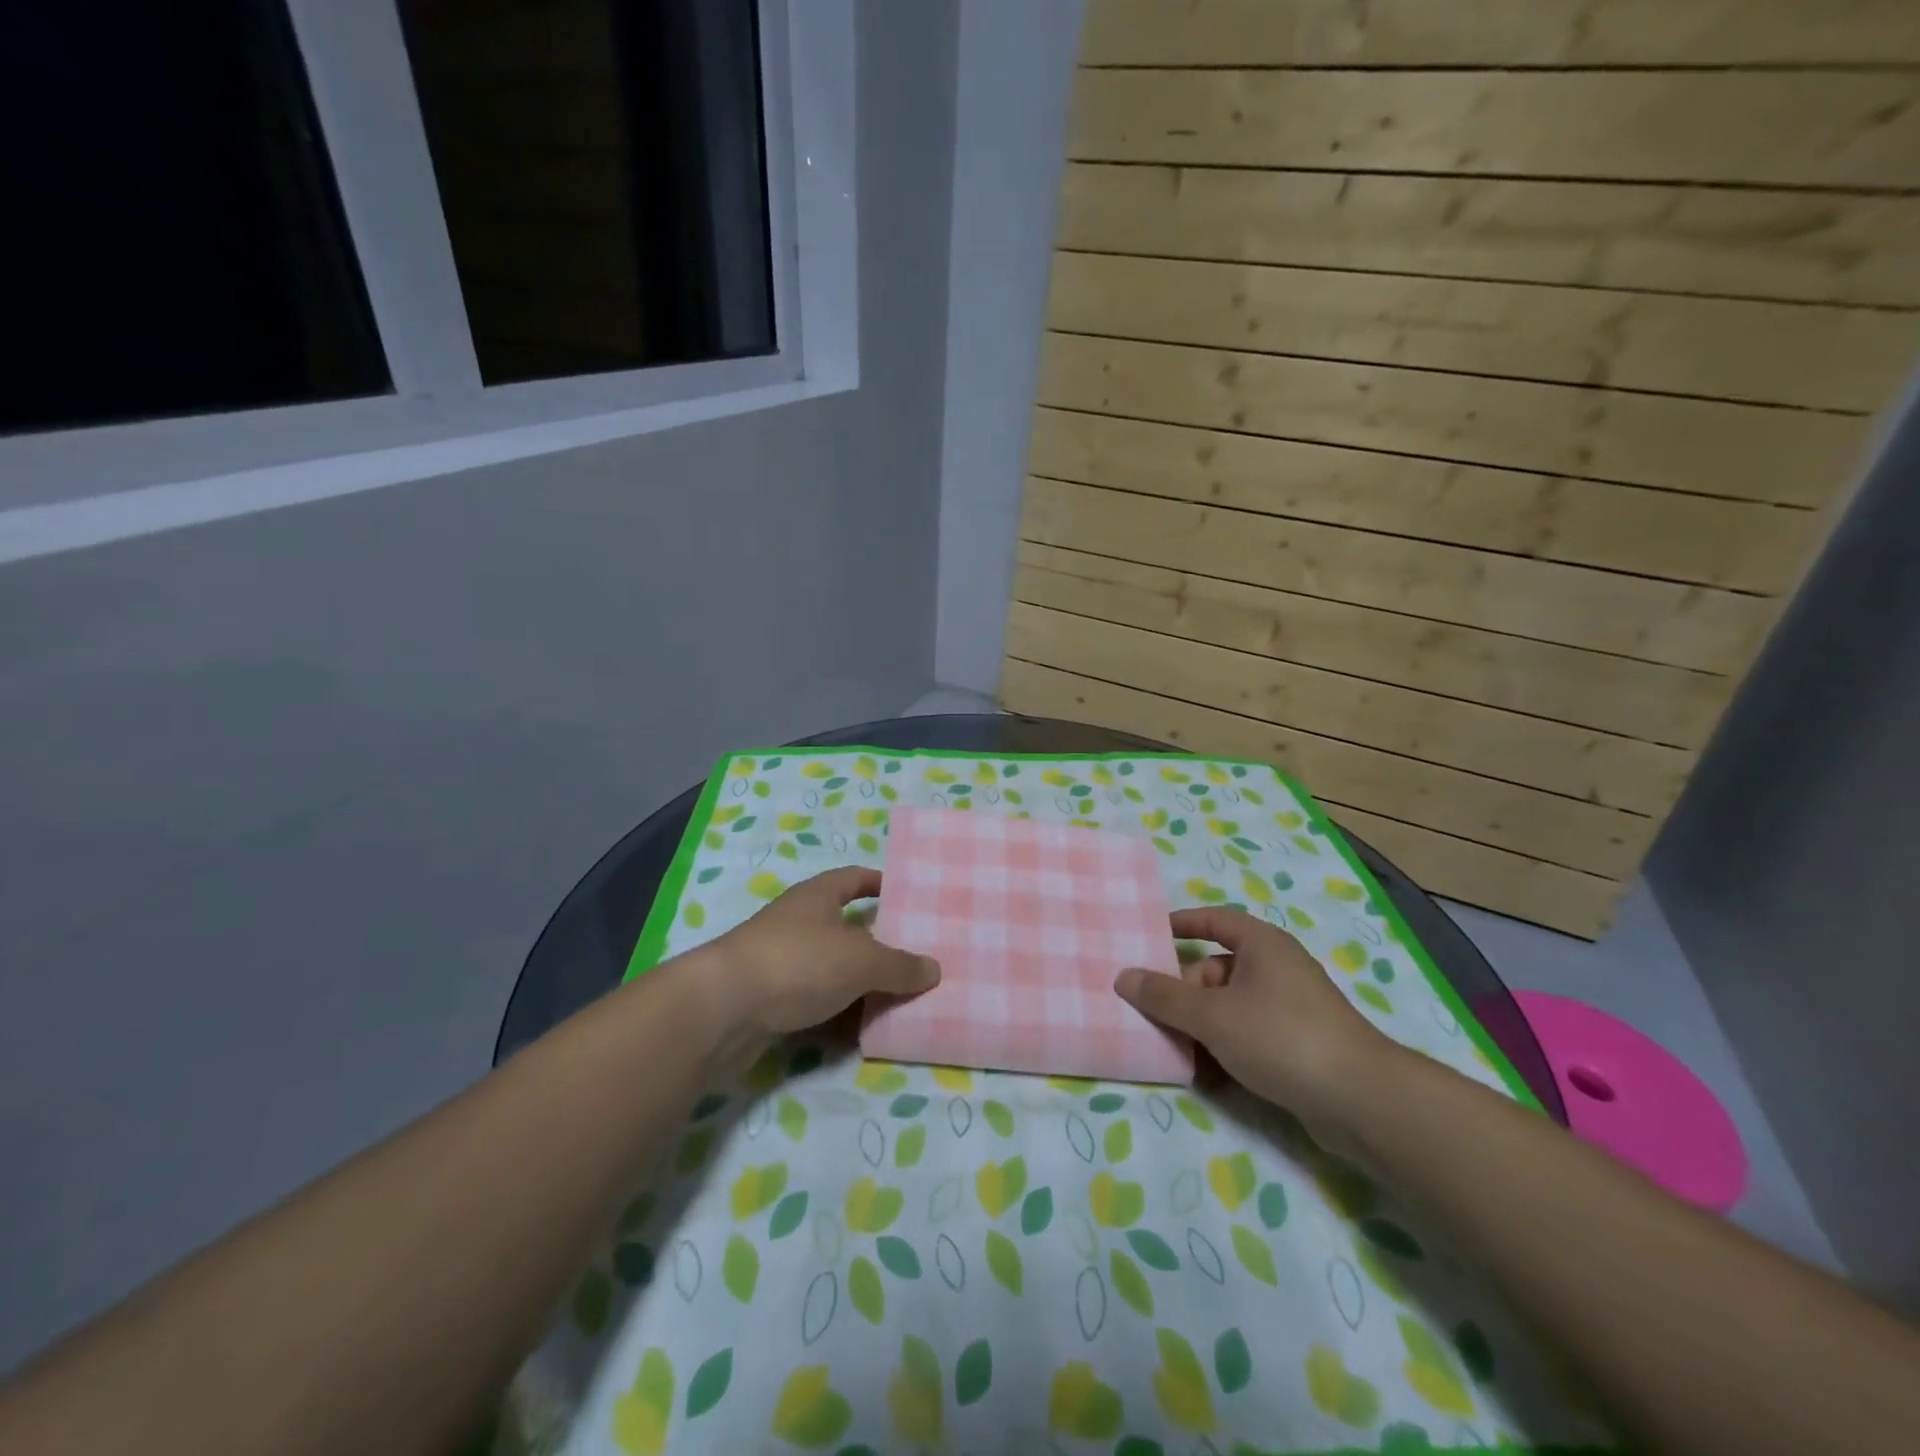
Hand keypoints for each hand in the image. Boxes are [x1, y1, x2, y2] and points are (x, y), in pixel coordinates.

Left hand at [705, 866, 939, 1036]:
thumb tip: (934, 969)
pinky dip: (838, 1012)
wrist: (722, 1010)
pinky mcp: (770, 999)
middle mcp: (799, 922)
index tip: (907, 897)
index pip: (855, 878)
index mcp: (818, 896)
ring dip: (860, 982)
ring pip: (832, 968)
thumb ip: (900, 965)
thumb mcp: (861, 961)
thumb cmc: (797, 963)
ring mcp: (781, 961)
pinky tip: (862, 1029)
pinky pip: (815, 1001)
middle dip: (878, 942)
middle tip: (915, 957)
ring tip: (899, 997)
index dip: (880, 883)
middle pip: (846, 926)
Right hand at [1115, 908, 1397, 1134]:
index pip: (1215, 920)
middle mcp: (1277, 968)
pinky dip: (1223, 1044)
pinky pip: (1247, 1032)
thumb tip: (1123, 977)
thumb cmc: (1281, 1037)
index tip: (1151, 937)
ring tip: (1172, 1044)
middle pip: (1216, 967)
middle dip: (1184, 989)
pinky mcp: (1297, 1044)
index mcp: (1262, 945)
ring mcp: (1289, 1007)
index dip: (1183, 924)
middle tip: (1154, 1012)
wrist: (1361, 1101)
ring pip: (1229, 1004)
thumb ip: (1164, 997)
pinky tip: (1204, 1068)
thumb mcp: (1213, 1015)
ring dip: (1200, 1022)